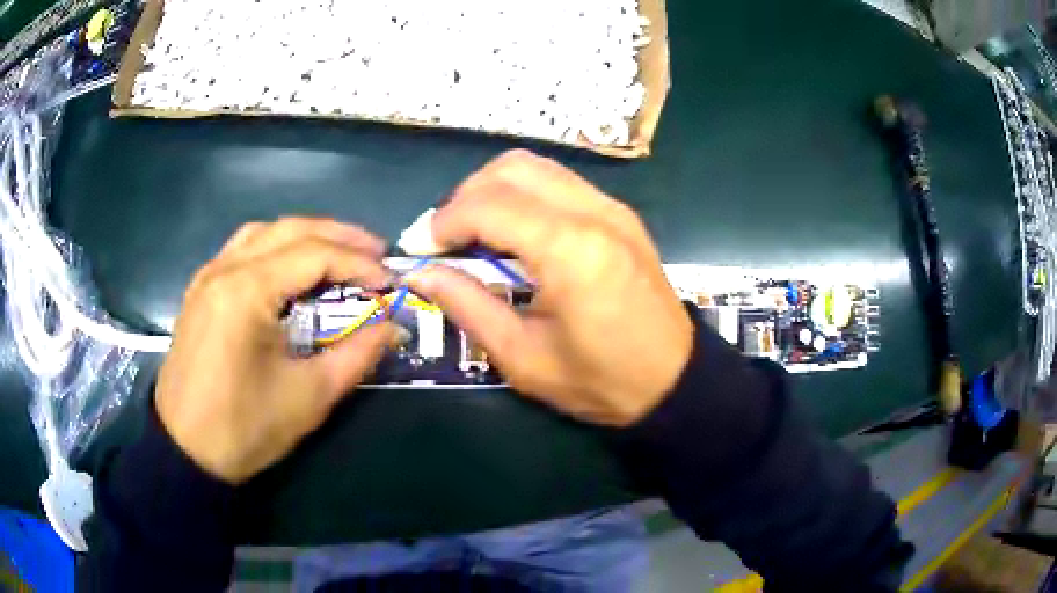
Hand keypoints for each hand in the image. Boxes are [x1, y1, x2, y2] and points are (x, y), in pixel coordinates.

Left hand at [155, 218, 395, 483]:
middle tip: (376, 252)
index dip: (359, 263)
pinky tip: (292, 267)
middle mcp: (225, 269)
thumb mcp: (309, 397)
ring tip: (339, 253)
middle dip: (339, 236)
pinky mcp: (201, 290)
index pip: (314, 255)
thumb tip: (392, 327)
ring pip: (264, 233)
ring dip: (306, 236)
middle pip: (290, 230)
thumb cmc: (245, 428)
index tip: (390, 280)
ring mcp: (208, 275)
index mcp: (247, 291)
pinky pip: (243, 249)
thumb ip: (356, 355)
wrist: (185, 450)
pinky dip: (276, 247)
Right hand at [409, 150, 693, 425]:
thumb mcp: (523, 358)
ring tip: (475, 233)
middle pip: (511, 169)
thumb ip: (468, 306)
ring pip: (536, 167)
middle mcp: (593, 212)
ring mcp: (612, 207)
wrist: (675, 379)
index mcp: (571, 251)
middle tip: (446, 240)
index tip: (420, 249)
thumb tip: (421, 273)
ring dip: (494, 190)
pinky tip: (515, 231)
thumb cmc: (600, 381)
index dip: (443, 222)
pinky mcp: (620, 213)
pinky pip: (559, 182)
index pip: (489, 205)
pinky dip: (524, 194)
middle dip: (465, 197)